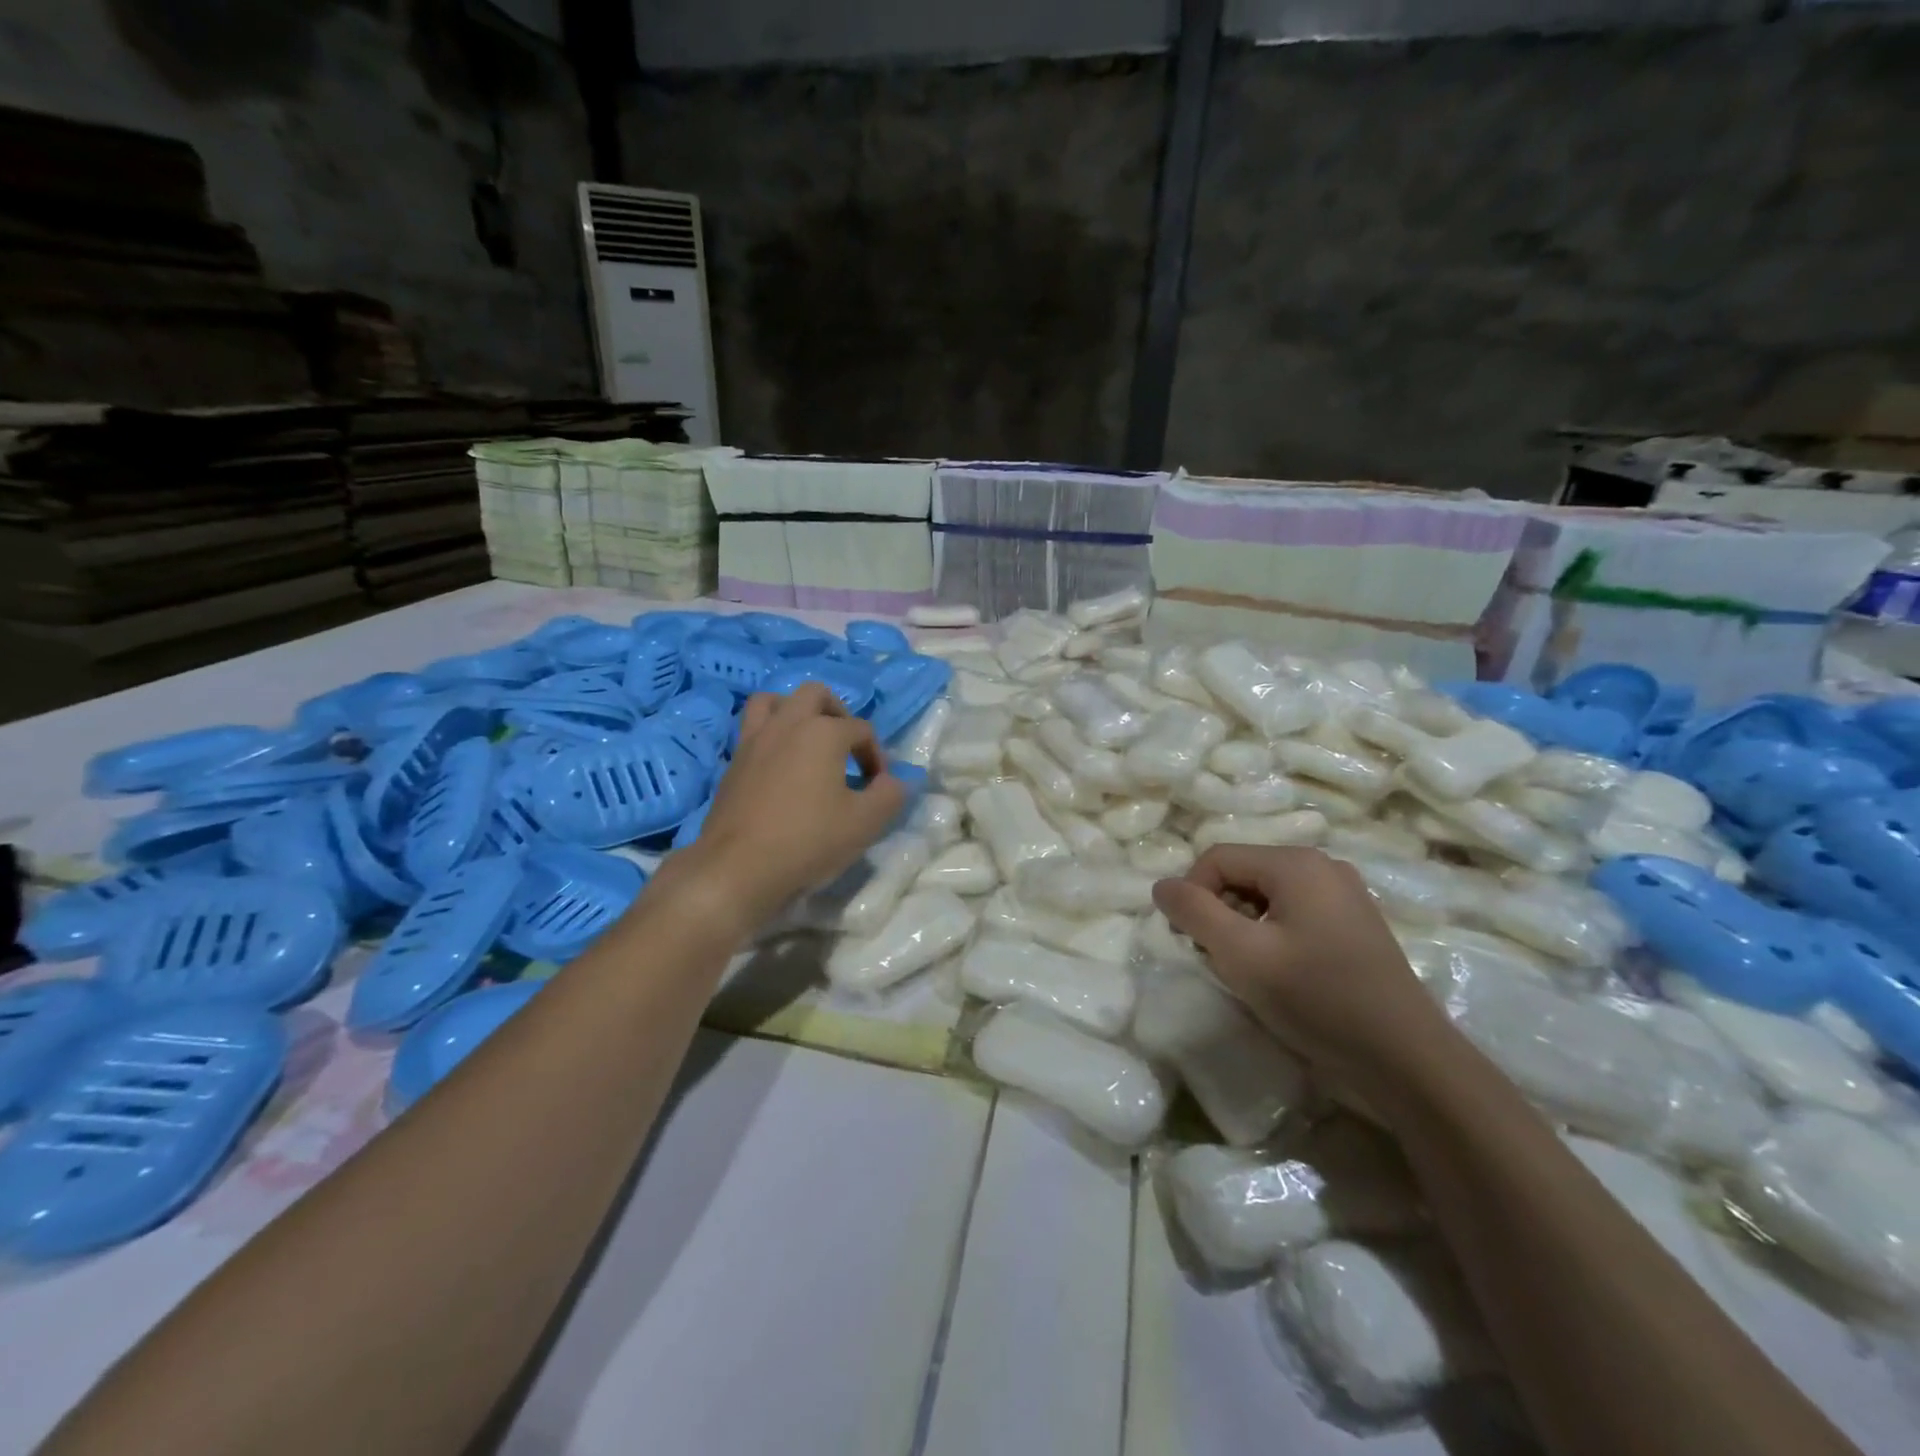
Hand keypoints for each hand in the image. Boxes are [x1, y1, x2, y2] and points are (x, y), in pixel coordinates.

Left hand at [681, 683, 907, 931]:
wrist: (738, 868)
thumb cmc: (808, 840)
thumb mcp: (866, 823)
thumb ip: (890, 795)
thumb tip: (895, 781)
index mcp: (823, 732)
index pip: (862, 730)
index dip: (877, 756)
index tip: (878, 788)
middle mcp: (787, 723)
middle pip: (816, 695)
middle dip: (838, 715)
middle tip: (847, 749)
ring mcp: (755, 739)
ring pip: (774, 701)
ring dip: (796, 712)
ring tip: (809, 743)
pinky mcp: (733, 761)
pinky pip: (753, 729)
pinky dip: (771, 735)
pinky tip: (781, 766)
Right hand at [1152, 845, 1451, 1107]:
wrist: (1407, 1060)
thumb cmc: (1318, 999)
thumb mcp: (1242, 955)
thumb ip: (1194, 913)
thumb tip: (1161, 886)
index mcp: (1297, 863)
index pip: (1217, 858)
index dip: (1193, 895)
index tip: (1194, 943)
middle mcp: (1323, 866)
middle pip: (1243, 873)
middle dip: (1219, 911)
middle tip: (1221, 960)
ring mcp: (1344, 894)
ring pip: (1266, 895)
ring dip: (1243, 926)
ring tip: (1250, 970)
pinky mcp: (1354, 923)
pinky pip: (1294, 912)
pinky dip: (1272, 934)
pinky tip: (1281, 973)